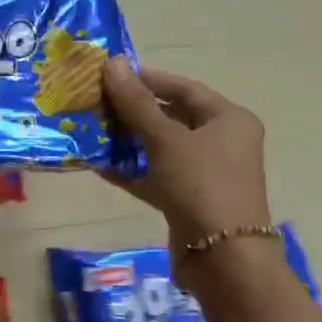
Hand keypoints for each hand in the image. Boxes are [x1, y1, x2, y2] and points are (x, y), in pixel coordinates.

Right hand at [102, 57, 270, 244]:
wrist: (222, 258)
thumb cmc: (200, 185)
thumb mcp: (165, 139)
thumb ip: (136, 103)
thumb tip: (112, 63)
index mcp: (229, 120)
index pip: (184, 88)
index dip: (148, 79)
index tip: (111, 74)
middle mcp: (222, 142)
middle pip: (172, 116)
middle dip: (133, 110)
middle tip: (96, 101)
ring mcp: (205, 173)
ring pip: (161, 147)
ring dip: (128, 140)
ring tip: (92, 129)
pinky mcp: (188, 199)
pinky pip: (155, 175)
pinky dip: (131, 169)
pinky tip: (99, 164)